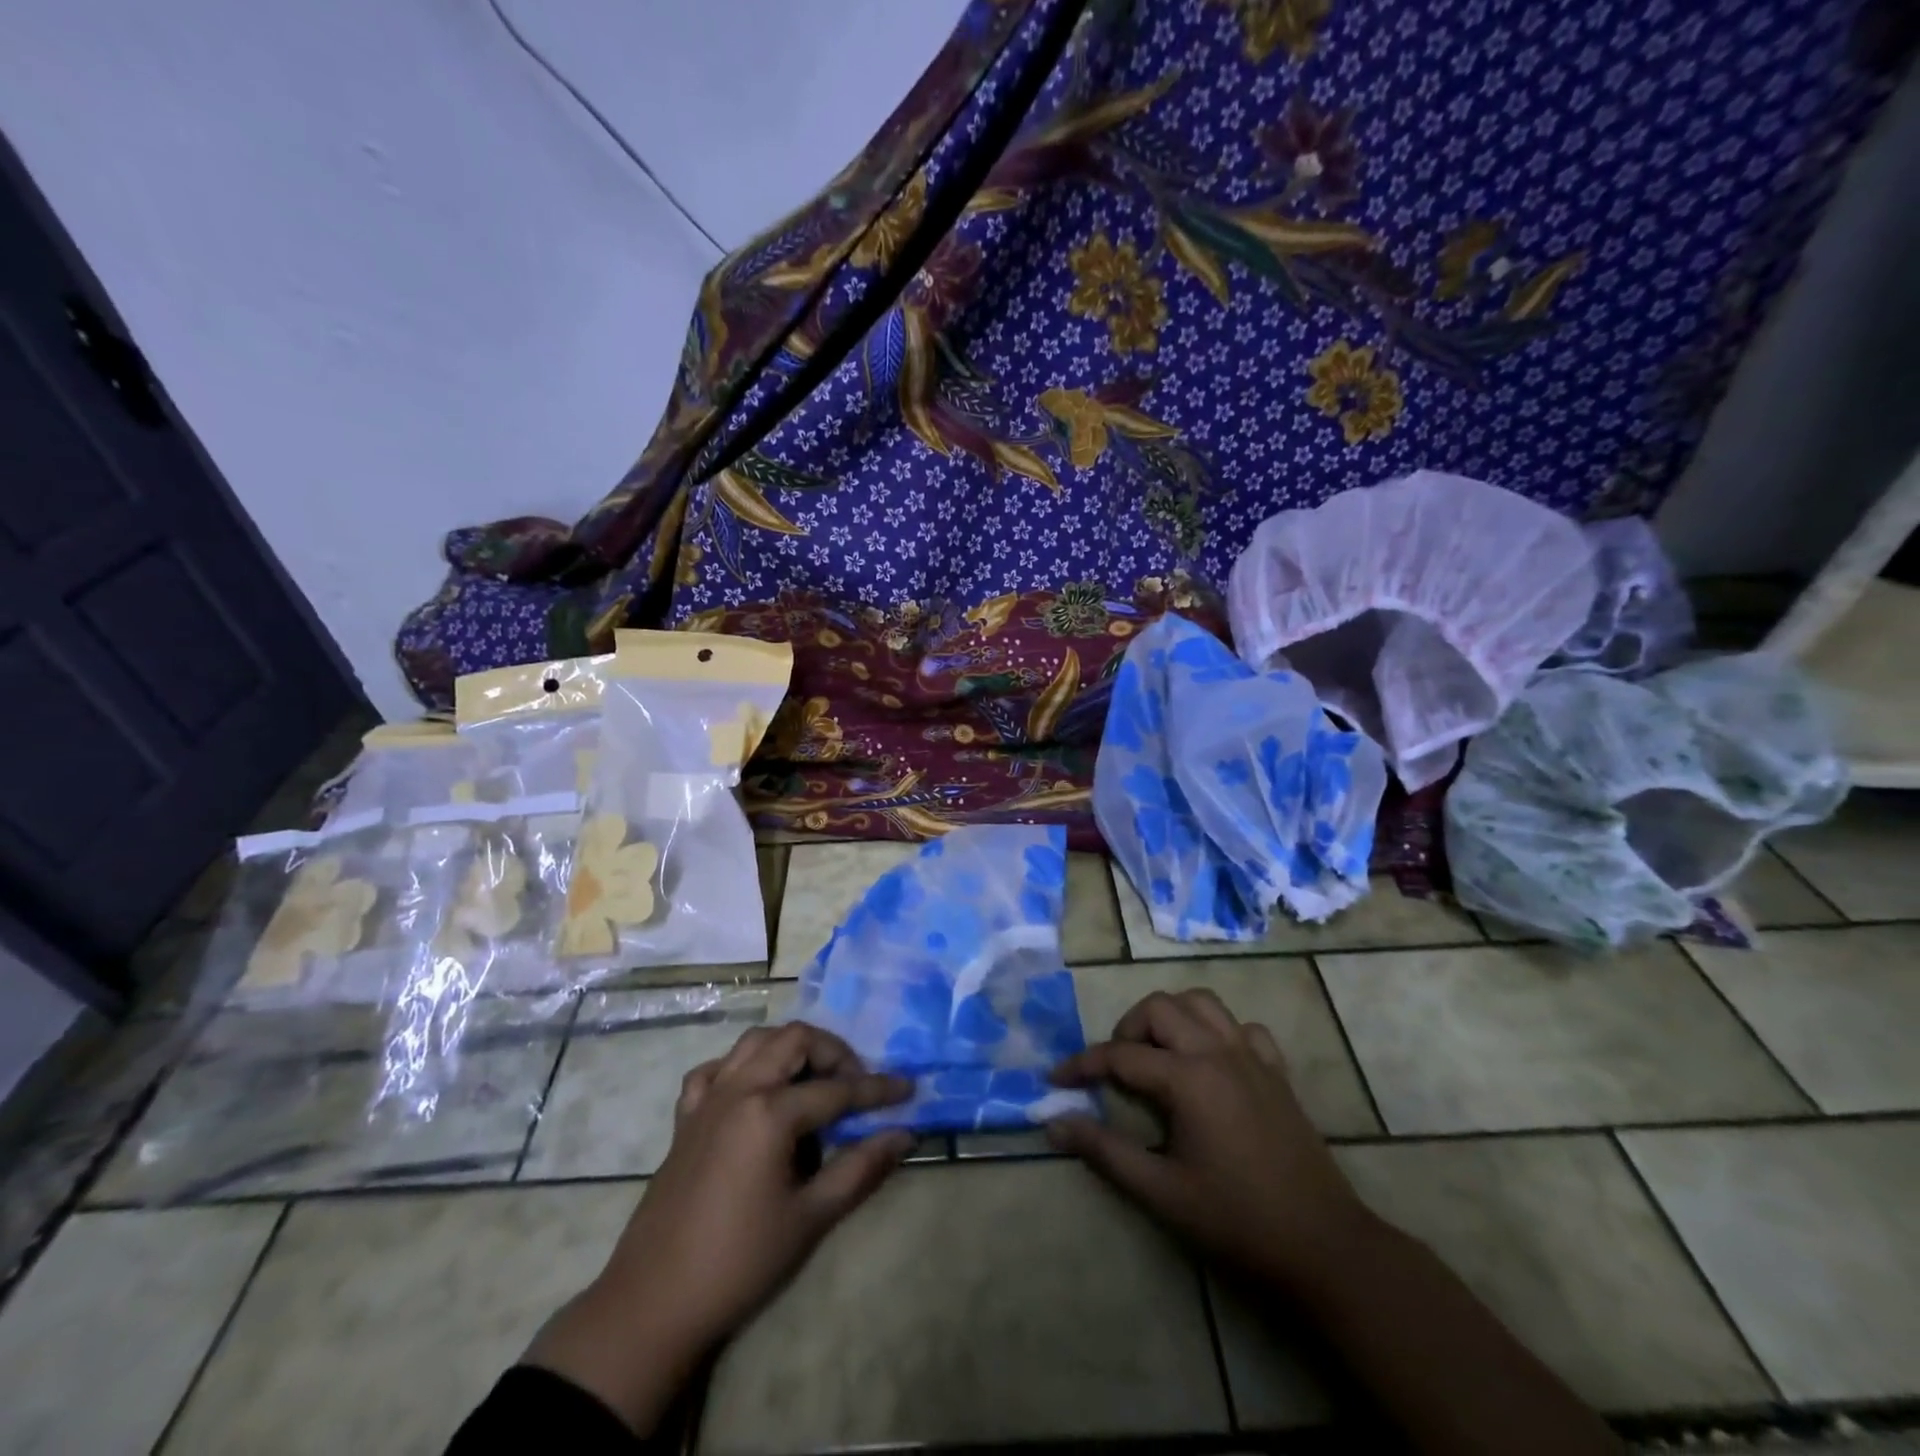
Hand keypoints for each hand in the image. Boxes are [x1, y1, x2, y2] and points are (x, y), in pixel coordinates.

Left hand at [525, 1022, 911, 1432]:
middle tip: (855, 1082)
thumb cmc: (739, 1262)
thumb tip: (903, 1135)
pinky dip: (742, 1066)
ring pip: (755, 1042)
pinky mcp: (685, 1117)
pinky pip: (716, 1069)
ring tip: (813, 1078)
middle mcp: (739, 1088)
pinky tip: (755, 1089)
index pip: (837, 1090)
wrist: (653, 1303)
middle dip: (833, 1051)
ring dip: (790, 1048)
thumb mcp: (810, 1218)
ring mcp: (707, 1098)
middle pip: (794, 1040)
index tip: (907, 1088)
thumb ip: (860, 1169)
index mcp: (770, 1111)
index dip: (877, 1090)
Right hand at [1047, 988, 1371, 1293]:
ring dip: (1171, 1018)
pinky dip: (1219, 1033)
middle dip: (1127, 1029)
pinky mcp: (1277, 1071)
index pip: (1120, 1055)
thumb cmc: (1237, 1220)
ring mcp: (1252, 1057)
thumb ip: (1105, 1151)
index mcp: (1188, 1078)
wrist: (1324, 1246)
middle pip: (1159, 1008)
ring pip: (1202, 1003)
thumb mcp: (1162, 1191)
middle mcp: (1218, 1052)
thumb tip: (1054, 1123)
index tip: (1057, 1080)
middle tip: (1116, 1069)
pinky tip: (1211, 1063)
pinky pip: (1243, 1028)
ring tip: (1158, 1054)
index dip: (1082, 1064)